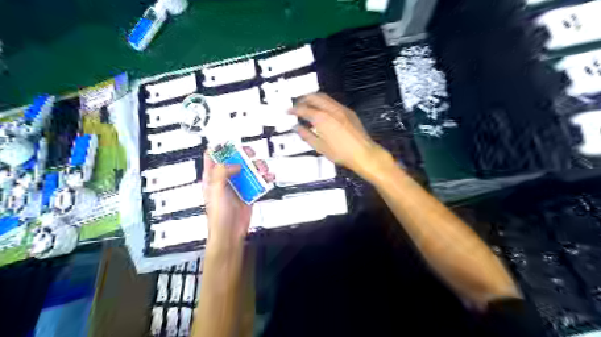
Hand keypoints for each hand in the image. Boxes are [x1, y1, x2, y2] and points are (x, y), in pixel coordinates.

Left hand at [202, 148, 276, 243]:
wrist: (231, 231)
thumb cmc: (218, 215)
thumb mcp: (216, 191)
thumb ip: (222, 172)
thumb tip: (234, 164)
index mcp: (213, 177)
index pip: (213, 156)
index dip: (220, 148)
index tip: (229, 143)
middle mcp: (226, 179)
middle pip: (235, 160)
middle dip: (243, 154)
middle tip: (249, 153)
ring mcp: (239, 185)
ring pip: (249, 168)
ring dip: (257, 166)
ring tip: (262, 169)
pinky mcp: (249, 191)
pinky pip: (258, 180)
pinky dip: (265, 177)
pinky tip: (267, 178)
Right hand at [290, 92, 389, 180]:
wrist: (363, 153)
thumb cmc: (343, 153)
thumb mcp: (320, 147)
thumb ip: (306, 135)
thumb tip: (297, 128)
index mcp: (322, 118)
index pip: (303, 109)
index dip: (294, 109)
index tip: (289, 111)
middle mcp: (331, 110)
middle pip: (313, 97)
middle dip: (303, 99)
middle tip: (297, 105)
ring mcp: (341, 109)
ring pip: (324, 97)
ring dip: (314, 99)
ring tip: (308, 106)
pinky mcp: (349, 112)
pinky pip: (333, 102)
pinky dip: (324, 103)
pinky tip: (322, 110)